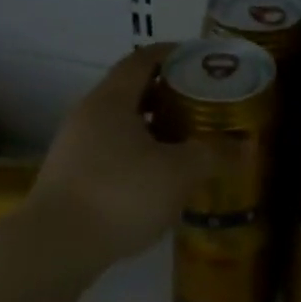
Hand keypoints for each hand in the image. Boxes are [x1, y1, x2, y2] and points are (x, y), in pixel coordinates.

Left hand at [26, 45, 219, 266]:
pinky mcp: (71, 178)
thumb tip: (245, 146)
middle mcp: (88, 115)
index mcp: (112, 100)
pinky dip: (138, 154)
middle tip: (203, 104)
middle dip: (168, 95)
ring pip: (121, 126)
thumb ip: (214, 155)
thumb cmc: (121, 194)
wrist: (56, 247)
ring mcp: (75, 148)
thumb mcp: (179, 173)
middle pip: (131, 92)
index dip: (172, 54)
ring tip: (187, 142)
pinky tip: (160, 178)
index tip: (199, 58)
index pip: (142, 60)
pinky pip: (111, 153)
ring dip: (153, 128)